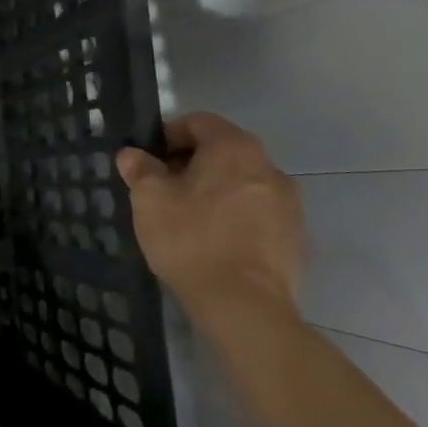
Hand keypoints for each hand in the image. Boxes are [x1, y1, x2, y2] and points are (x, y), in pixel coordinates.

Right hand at [116, 112, 304, 324]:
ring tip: (187, 218)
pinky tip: (213, 242)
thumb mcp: (149, 200)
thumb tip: (132, 154)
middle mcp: (268, 166)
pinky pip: (257, 212)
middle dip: (191, 164)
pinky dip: (235, 216)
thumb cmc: (191, 239)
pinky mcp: (295, 235)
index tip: (148, 159)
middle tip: (162, 189)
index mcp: (234, 148)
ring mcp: (289, 202)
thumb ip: (140, 169)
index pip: (199, 122)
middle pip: (224, 151)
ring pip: (242, 182)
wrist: (244, 304)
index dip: (169, 135)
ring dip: (215, 190)